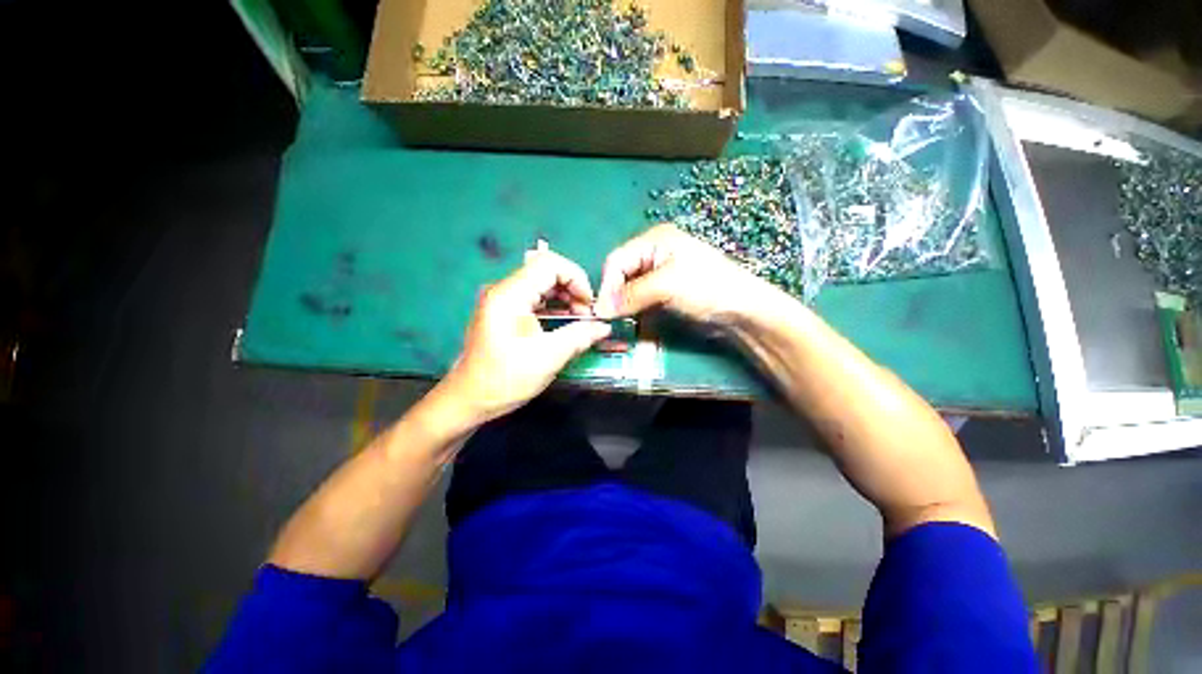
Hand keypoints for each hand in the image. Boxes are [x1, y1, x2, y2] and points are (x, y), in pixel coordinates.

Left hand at [440, 248, 611, 423]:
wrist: (469, 399)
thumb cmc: (505, 379)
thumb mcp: (548, 358)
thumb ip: (579, 337)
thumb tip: (604, 327)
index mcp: (509, 295)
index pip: (549, 264)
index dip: (576, 278)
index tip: (589, 304)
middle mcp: (504, 290)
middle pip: (546, 271)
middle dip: (572, 289)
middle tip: (587, 316)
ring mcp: (502, 300)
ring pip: (542, 283)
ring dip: (565, 298)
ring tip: (579, 321)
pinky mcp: (504, 311)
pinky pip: (535, 297)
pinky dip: (554, 306)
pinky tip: (564, 323)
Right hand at [594, 224, 773, 326]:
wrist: (741, 311)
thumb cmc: (706, 287)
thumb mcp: (666, 285)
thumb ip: (631, 295)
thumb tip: (600, 309)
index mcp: (653, 242)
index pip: (616, 261)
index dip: (607, 285)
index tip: (603, 311)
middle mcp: (653, 256)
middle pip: (621, 276)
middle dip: (615, 298)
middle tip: (610, 321)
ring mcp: (659, 277)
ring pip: (629, 292)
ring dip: (624, 309)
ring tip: (620, 325)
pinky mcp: (664, 295)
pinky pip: (640, 303)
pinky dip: (635, 314)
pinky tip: (634, 324)